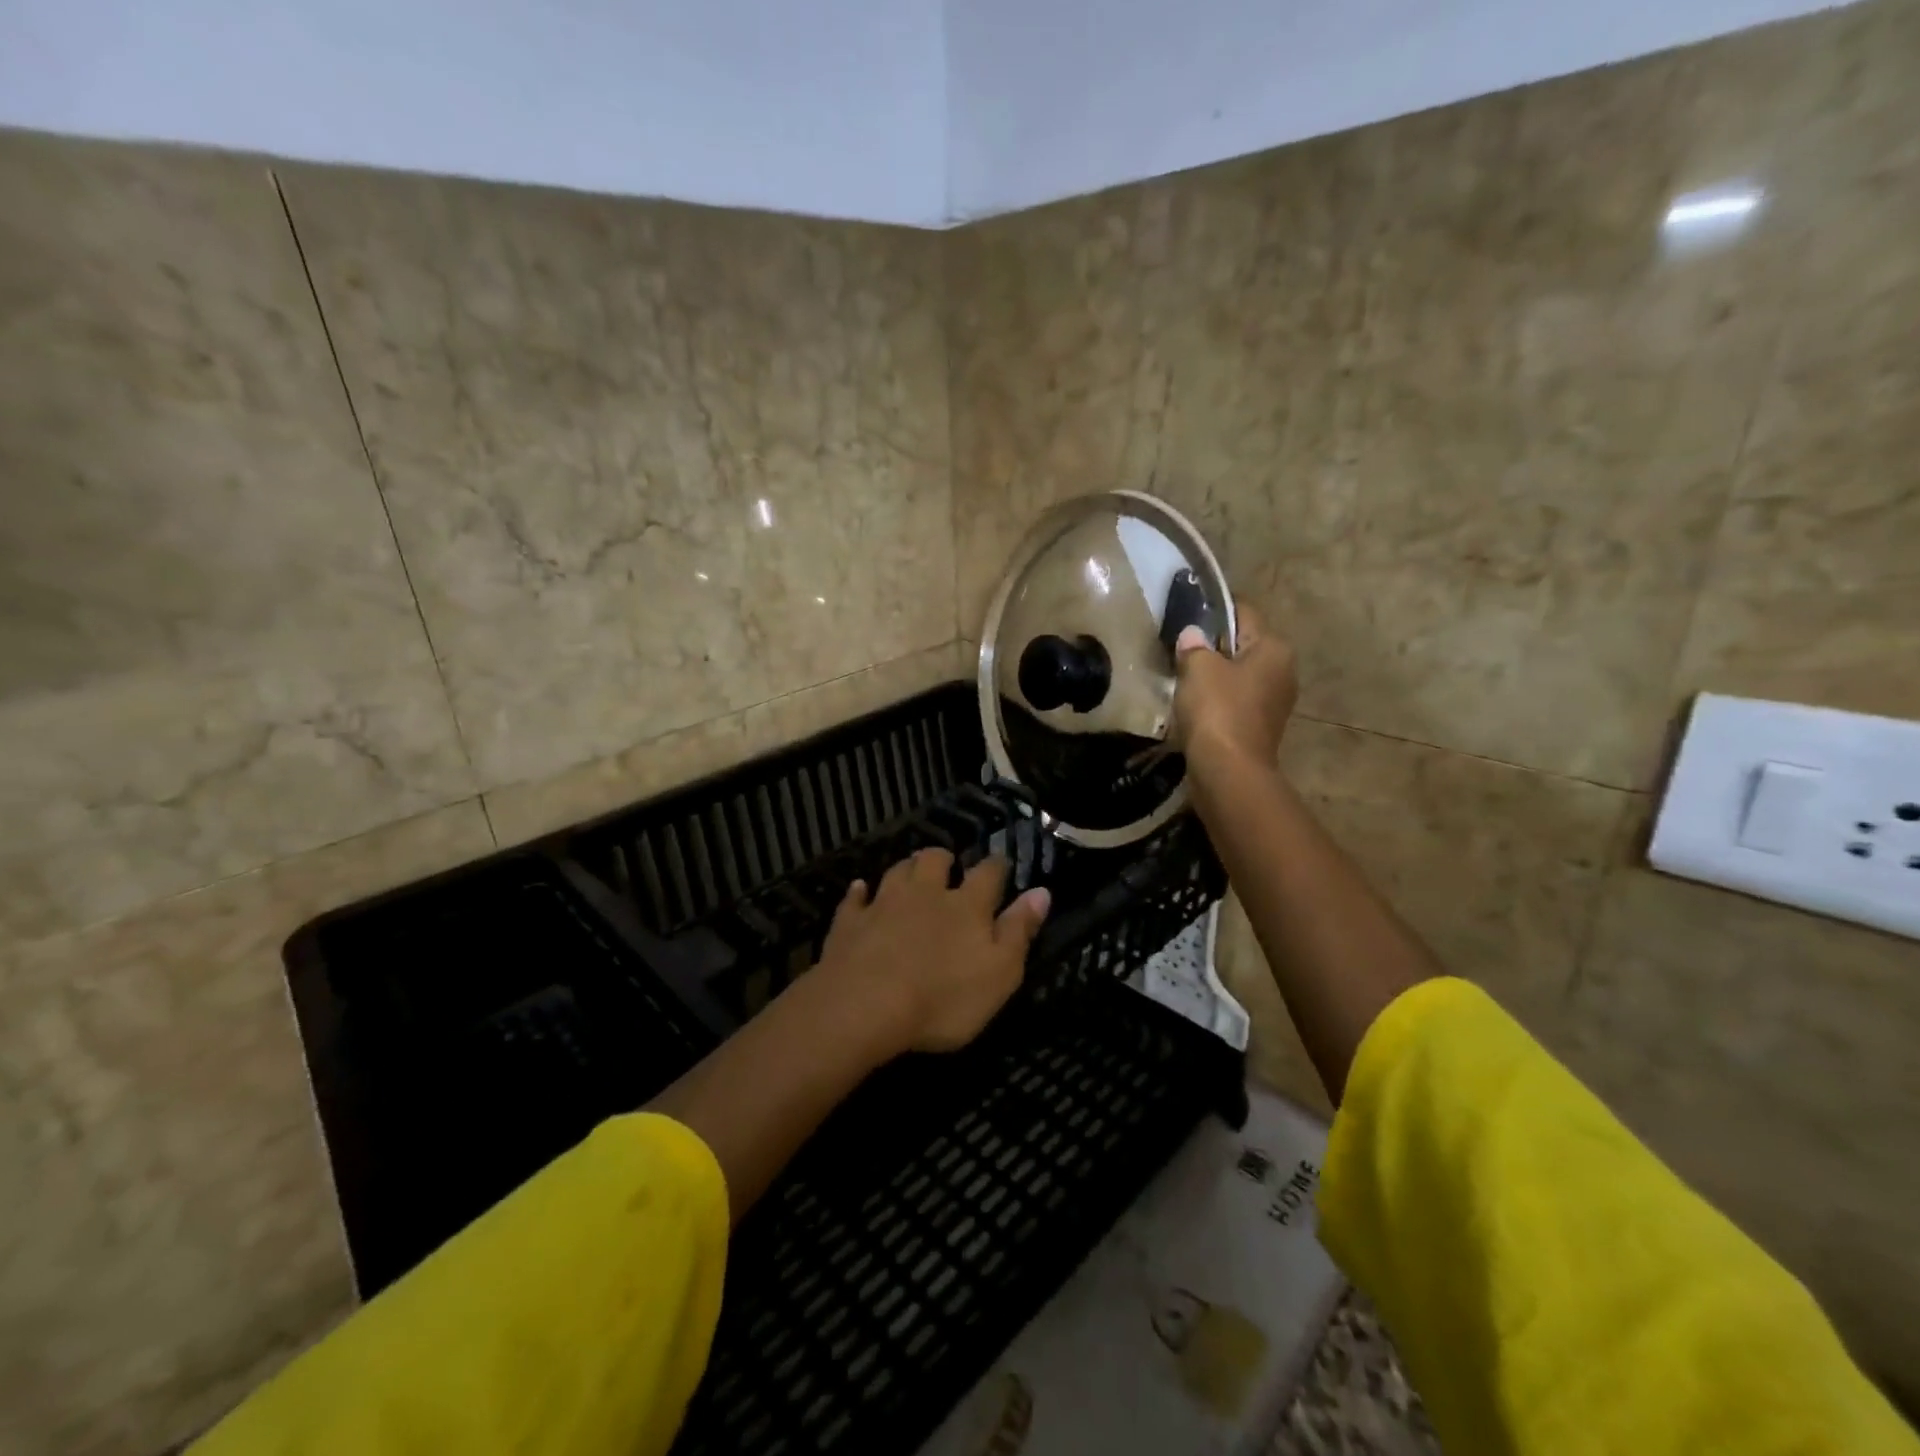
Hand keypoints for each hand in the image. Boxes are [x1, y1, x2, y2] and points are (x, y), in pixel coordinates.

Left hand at [812, 849, 1050, 1053]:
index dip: (996, 866)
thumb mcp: (1000, 973)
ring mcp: (883, 904)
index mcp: (967, 906)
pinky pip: (854, 899)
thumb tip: (1042, 892)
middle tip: (947, 865)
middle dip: (943, 859)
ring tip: (911, 871)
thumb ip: (1019, 930)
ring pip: (897, 871)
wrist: (865, 1005)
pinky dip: (859, 893)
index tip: (1000, 864)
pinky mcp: (849, 922)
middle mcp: (925, 893)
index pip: (988, 874)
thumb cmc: (943, 998)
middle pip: (935, 861)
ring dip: (906, 869)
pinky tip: (860, 891)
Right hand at [1172, 602, 1297, 770]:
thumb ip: (1193, 645)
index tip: (1186, 610)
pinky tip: (1192, 704)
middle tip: (1178, 645)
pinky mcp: (1259, 727)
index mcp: (1274, 648)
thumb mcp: (1198, 668)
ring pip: (1237, 675)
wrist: (1229, 772)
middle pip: (1242, 645)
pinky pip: (1234, 701)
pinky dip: (1215, 700)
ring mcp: (1274, 702)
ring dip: (1213, 675)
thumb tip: (1192, 635)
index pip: (1243, 612)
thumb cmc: (1217, 710)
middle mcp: (1282, 670)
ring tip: (1180, 675)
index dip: (1214, 608)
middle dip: (1213, 644)